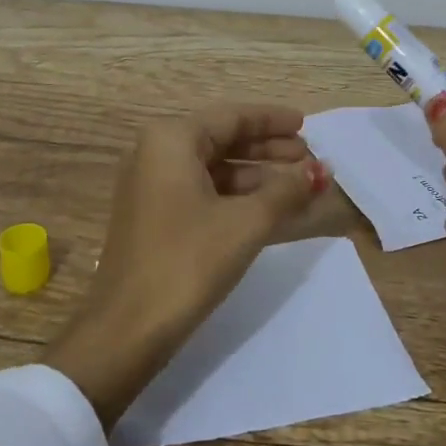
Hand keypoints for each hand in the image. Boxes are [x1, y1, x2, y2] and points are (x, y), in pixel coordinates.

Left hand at [44, 104, 329, 428]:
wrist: (127, 329)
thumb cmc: (187, 262)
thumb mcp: (245, 223)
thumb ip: (286, 191)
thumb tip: (319, 171)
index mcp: (170, 139)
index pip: (232, 117)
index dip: (272, 120)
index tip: (306, 125)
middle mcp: (156, 152)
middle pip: (222, 139)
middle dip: (268, 148)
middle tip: (309, 158)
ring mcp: (151, 185)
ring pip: (214, 167)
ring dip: (256, 175)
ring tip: (299, 186)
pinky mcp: (153, 215)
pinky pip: (202, 191)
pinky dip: (236, 196)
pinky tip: (269, 209)